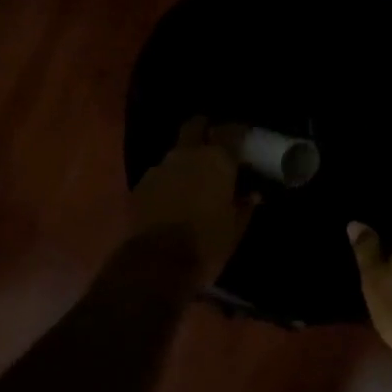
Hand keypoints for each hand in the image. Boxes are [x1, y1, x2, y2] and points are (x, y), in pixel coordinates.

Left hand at [130, 118, 257, 287]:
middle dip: (204, 130)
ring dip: (185, 161)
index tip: (244, 139)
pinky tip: (172, 198)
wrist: (156, 264)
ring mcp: (159, 168)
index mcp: (216, 160)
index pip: (231, 131)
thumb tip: (252, 194)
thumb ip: (245, 206)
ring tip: (193, 180)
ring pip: (175, 153)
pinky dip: (168, 181)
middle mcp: (187, 155)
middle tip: (214, 144)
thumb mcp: (235, 228)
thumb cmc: (206, 244)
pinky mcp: (140, 185)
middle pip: (194, 127)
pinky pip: (160, 175)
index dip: (237, 133)